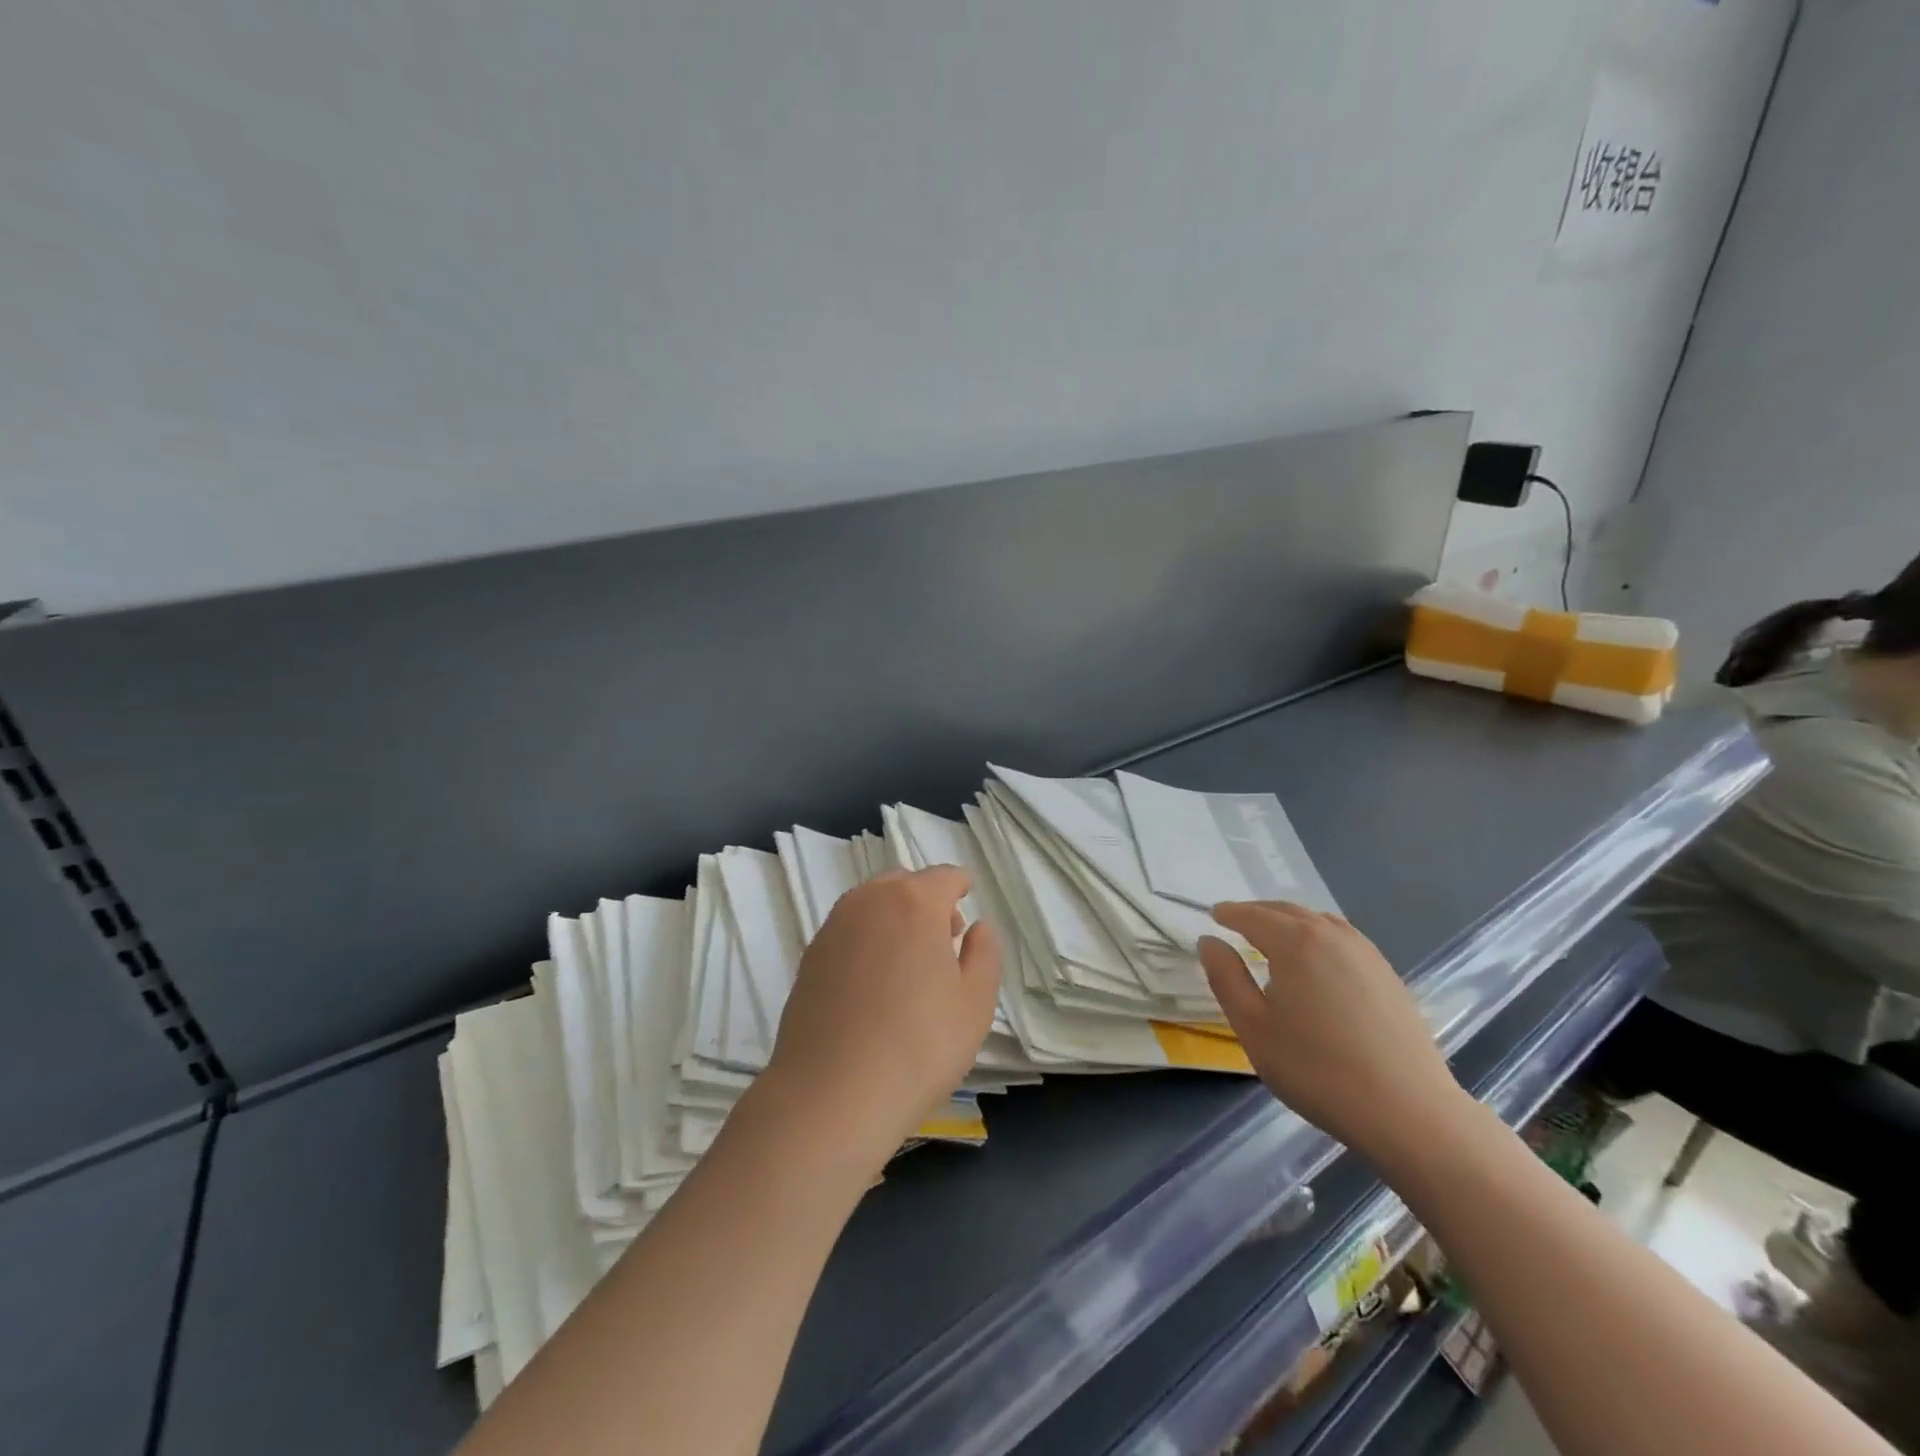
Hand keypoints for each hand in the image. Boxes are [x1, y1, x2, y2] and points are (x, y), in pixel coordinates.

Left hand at [765, 867, 1001, 1169]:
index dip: (961, 887)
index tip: (968, 903)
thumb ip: (984, 954)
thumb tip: (978, 927)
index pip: (945, 877)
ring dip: (894, 918)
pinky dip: (867, 940)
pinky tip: (873, 984)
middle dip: (927, 901)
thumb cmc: (919, 1047)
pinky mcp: (809, 956)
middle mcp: (870, 901)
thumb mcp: (975, 1004)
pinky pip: (848, 931)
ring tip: (908, 964)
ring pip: (872, 905)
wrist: (831, 1095)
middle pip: (904, 884)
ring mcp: (833, 927)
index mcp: (914, 902)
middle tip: (944, 940)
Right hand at [1198, 902, 1467, 1167]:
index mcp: (1295, 942)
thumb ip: (1226, 978)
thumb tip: (1209, 941)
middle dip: (1258, 912)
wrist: (1408, 1112)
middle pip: (1287, 911)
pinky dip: (1319, 936)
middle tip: (1236, 922)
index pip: (1253, 916)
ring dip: (1291, 921)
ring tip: (1274, 937)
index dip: (1230, 913)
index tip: (1213, 914)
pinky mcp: (1388, 976)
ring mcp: (1366, 953)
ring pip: (1319, 922)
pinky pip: (1343, 939)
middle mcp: (1332, 935)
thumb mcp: (1254, 1027)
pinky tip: (1317, 961)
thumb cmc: (1316, 1069)